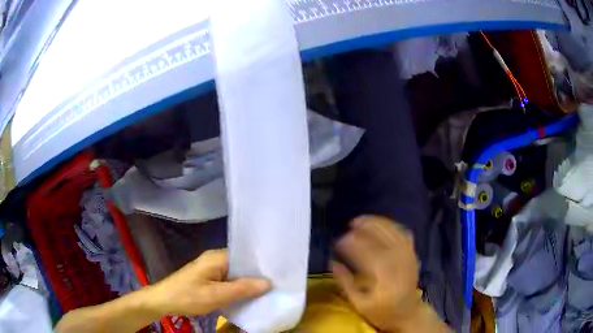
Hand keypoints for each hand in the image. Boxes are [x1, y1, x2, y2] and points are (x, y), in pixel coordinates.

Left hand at [150, 249, 270, 316]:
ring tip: (266, 291)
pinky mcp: (208, 278)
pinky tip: (247, 296)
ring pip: (235, 274)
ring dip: (247, 283)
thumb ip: (242, 289)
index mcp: (216, 258)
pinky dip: (237, 287)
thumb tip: (268, 282)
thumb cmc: (188, 296)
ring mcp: (210, 269)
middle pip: (241, 265)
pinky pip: (228, 280)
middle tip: (275, 285)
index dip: (260, 264)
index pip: (244, 256)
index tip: (278, 274)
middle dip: (255, 275)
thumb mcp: (216, 295)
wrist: (163, 301)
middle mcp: (214, 259)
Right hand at [332, 216, 421, 331]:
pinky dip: (393, 226)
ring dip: (378, 222)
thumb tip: (332, 263)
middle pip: (382, 237)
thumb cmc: (382, 312)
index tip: (339, 239)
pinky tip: (382, 224)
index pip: (367, 252)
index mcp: (385, 276)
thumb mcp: (360, 303)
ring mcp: (408, 256)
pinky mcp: (413, 254)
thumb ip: (346, 283)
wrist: (408, 313)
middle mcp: (399, 262)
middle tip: (350, 224)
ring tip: (362, 220)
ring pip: (393, 232)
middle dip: (366, 227)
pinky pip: (404, 233)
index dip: (353, 244)